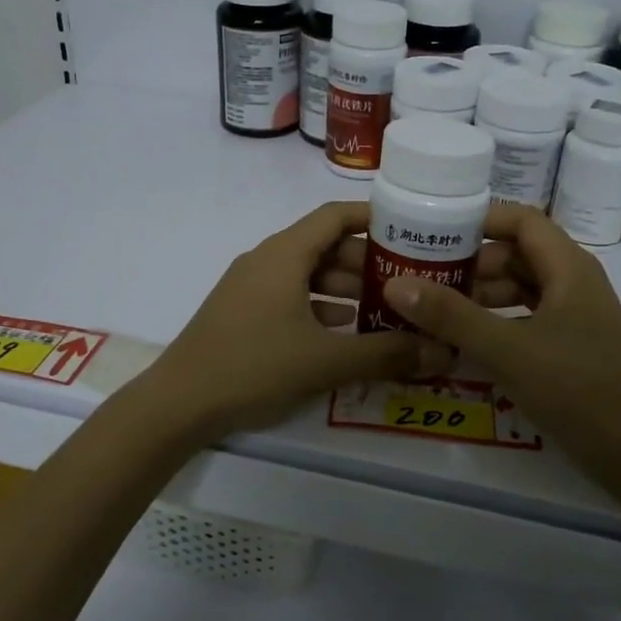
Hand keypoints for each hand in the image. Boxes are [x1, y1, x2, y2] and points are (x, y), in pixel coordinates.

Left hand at [134, 201, 528, 442]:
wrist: (178, 404)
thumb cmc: (253, 367)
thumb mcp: (325, 361)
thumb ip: (385, 354)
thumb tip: (442, 351)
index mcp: (284, 255)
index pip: (335, 216)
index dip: (373, 217)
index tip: (412, 227)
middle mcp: (266, 261)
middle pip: (324, 246)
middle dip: (367, 262)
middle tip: (409, 280)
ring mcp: (250, 287)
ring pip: (308, 275)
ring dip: (345, 288)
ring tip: (386, 309)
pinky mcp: (242, 313)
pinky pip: (291, 297)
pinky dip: (321, 307)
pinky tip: (345, 332)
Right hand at [383, 205, 620, 477]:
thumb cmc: (579, 389)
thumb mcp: (508, 350)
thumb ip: (452, 317)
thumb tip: (395, 284)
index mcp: (569, 268)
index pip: (521, 220)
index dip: (480, 220)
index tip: (434, 233)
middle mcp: (574, 283)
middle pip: (516, 254)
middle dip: (470, 263)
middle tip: (421, 276)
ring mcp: (574, 316)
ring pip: (519, 289)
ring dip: (479, 295)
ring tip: (433, 310)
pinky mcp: (570, 346)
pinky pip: (525, 318)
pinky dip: (495, 322)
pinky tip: (464, 340)